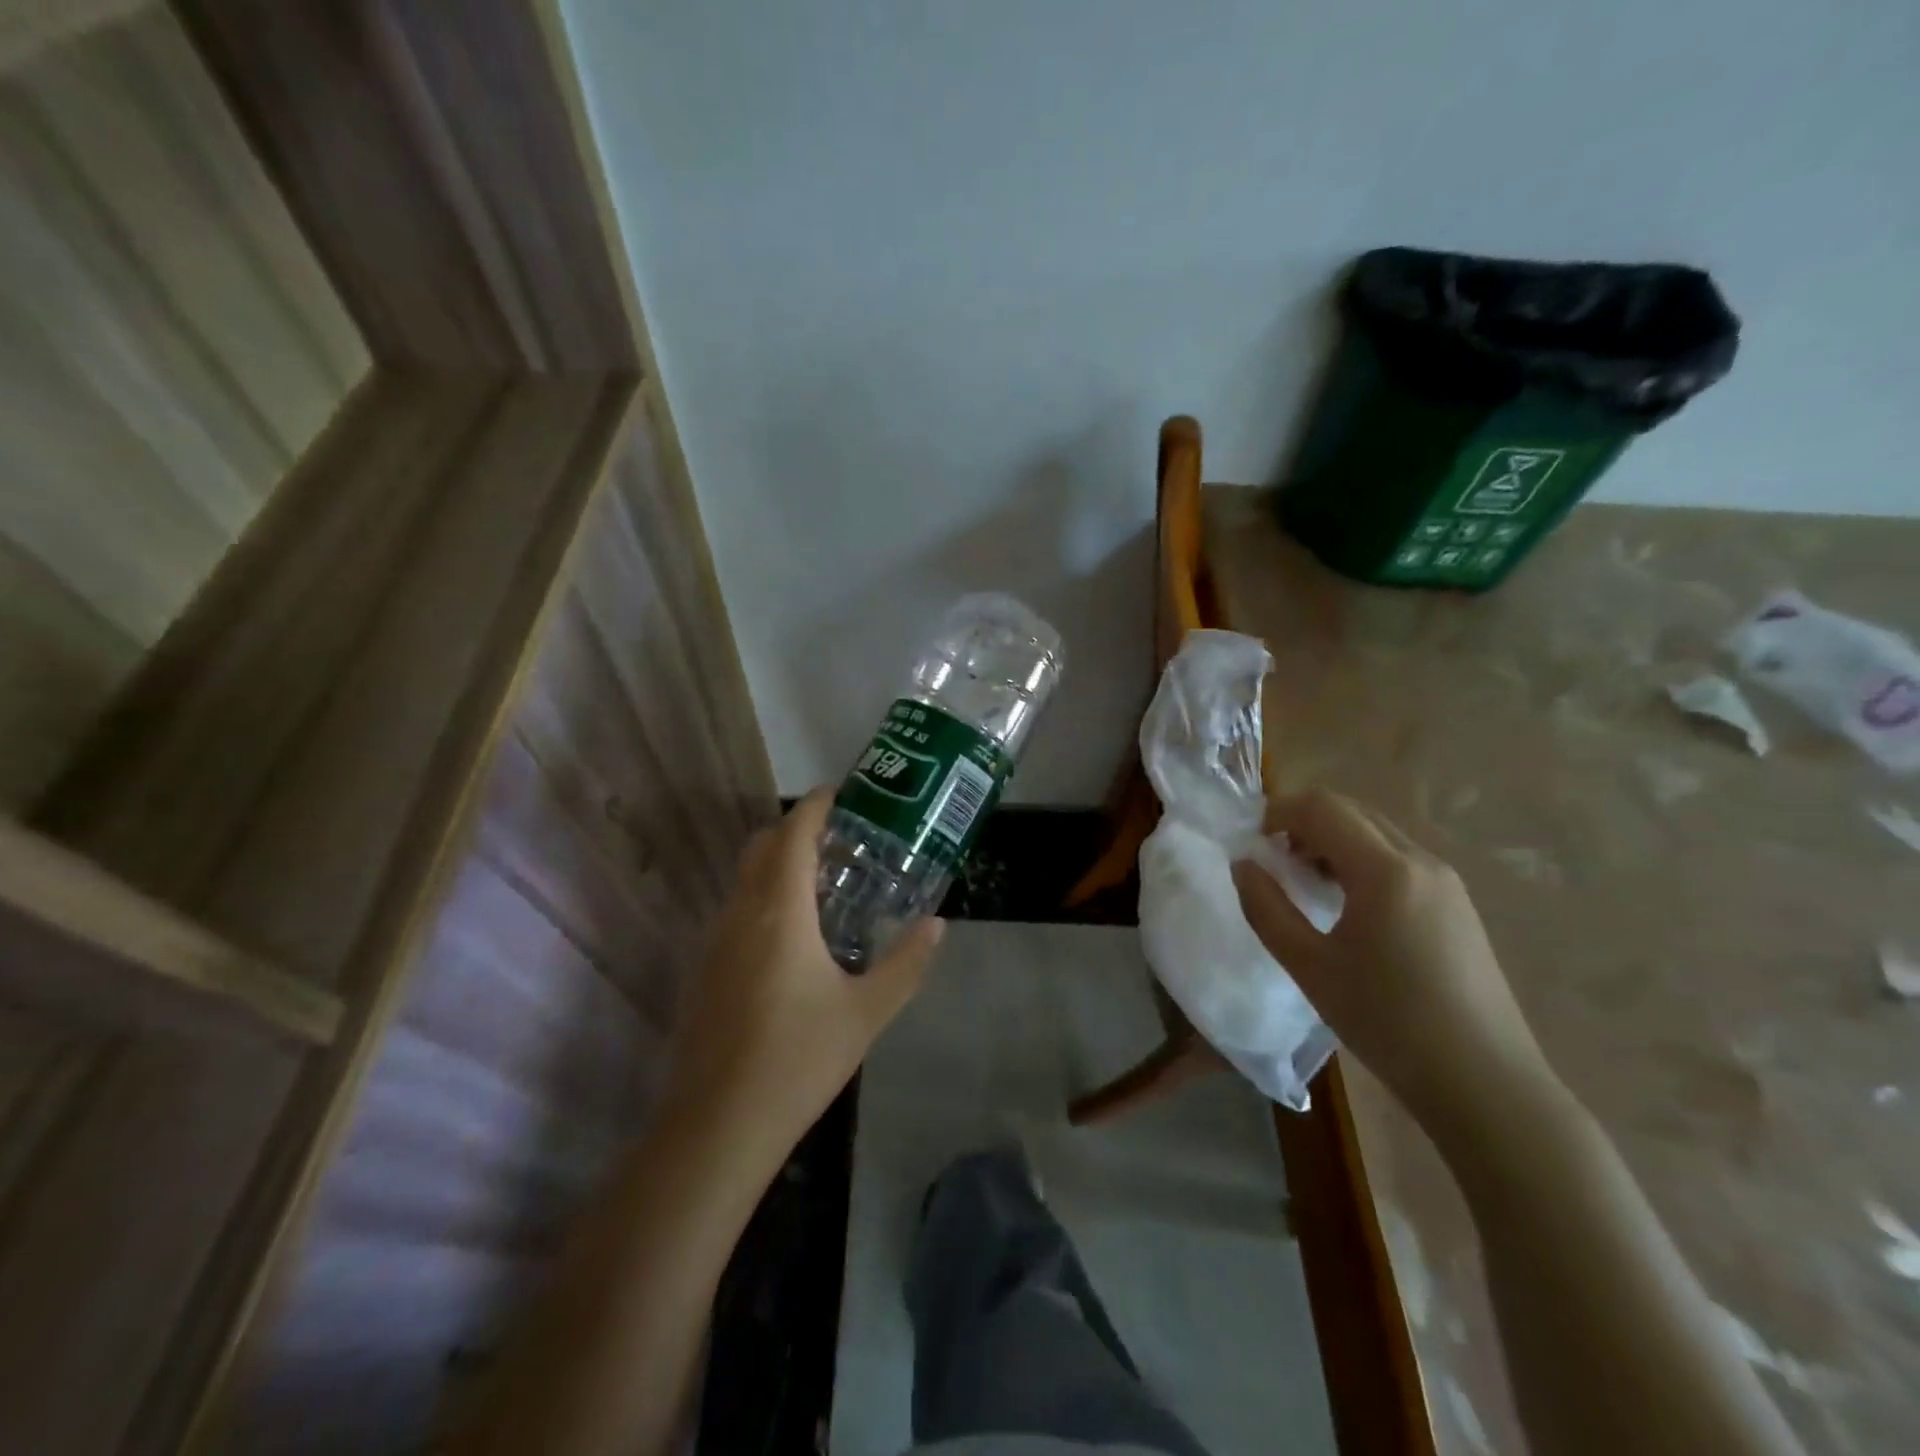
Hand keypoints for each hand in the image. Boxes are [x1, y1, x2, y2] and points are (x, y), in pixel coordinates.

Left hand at [663, 789, 942, 1164]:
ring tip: (823, 883)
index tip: (841, 794)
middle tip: (841, 839)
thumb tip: (937, 924)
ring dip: (778, 865)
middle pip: (762, 847)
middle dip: (796, 830)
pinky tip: (792, 937)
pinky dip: (763, 898)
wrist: (716, 1127)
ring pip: (744, 879)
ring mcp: (715, 942)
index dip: (816, 806)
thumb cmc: (799, 1059)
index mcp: (780, 911)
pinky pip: (736, 910)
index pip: (794, 834)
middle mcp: (740, 913)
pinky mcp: (704, 970)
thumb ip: (906, 962)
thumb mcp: (866, 1011)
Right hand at [1231, 790, 1551, 1126]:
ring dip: (1331, 839)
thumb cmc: (1388, 1023)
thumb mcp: (1310, 967)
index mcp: (1386, 871)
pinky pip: (1397, 858)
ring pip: (1376, 832)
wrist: (1485, 1084)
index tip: (1250, 842)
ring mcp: (1446, 882)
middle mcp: (1421, 862)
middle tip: (1272, 858)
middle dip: (1303, 821)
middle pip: (1352, 810)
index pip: (1323, 808)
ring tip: (1303, 881)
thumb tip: (1244, 865)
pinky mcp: (1457, 904)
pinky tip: (1345, 903)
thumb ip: (1266, 908)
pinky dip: (1359, 859)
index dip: (1277, 812)